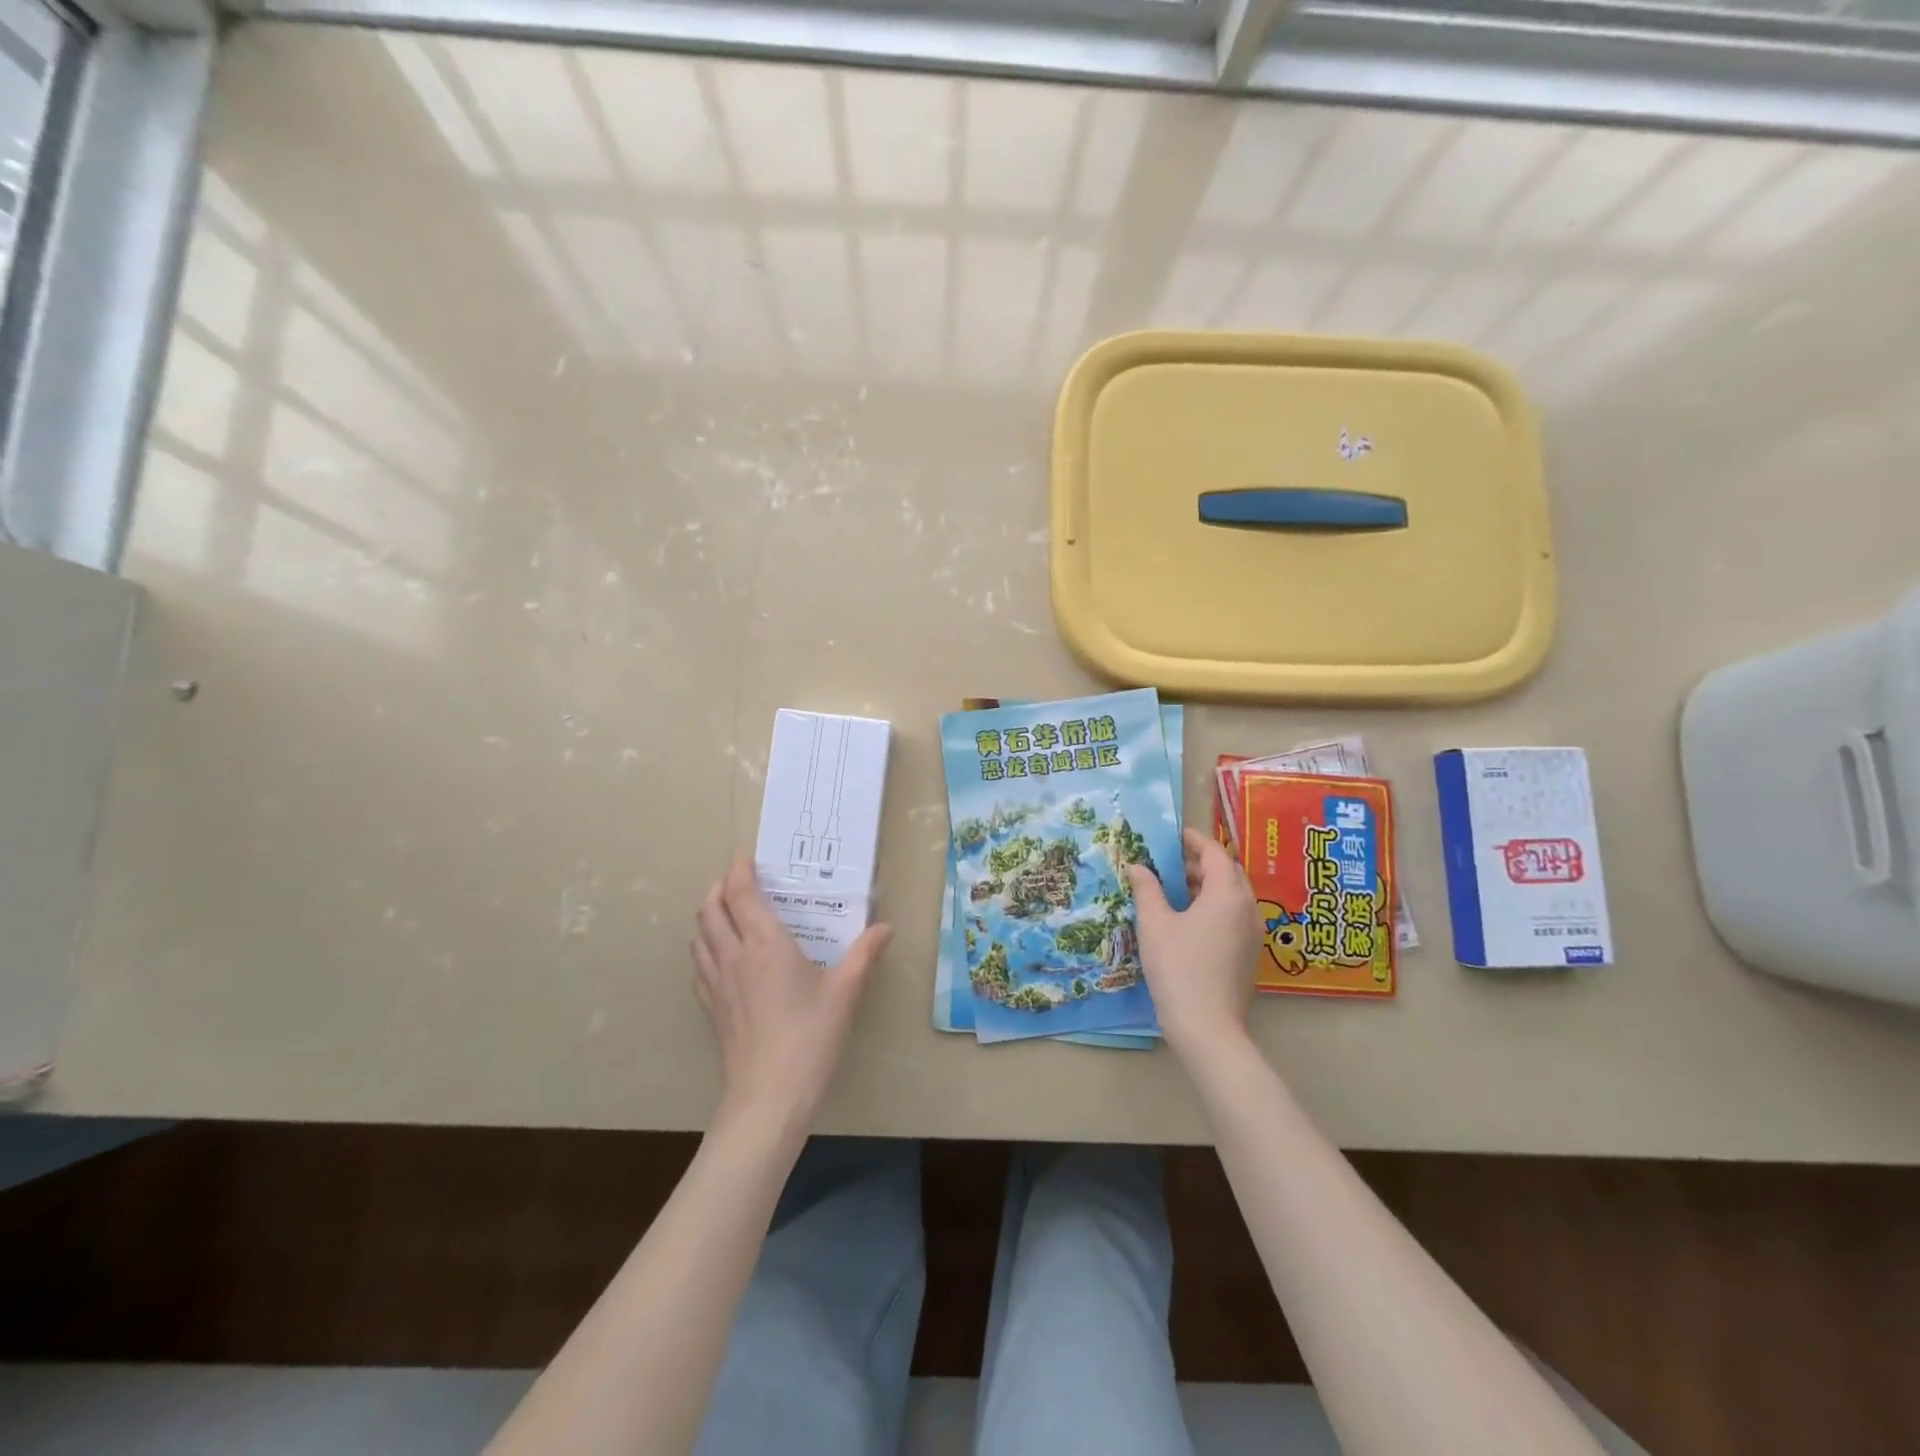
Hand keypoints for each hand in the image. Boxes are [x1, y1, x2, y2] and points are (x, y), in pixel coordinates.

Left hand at [691, 855, 889, 1135]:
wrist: (768, 1097)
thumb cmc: (810, 1037)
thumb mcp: (845, 992)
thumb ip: (864, 954)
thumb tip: (885, 928)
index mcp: (765, 944)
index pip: (740, 894)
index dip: (739, 870)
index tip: (747, 857)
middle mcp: (733, 956)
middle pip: (710, 910)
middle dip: (719, 888)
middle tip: (737, 881)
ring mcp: (716, 984)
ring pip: (698, 936)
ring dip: (708, 916)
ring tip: (727, 912)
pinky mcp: (711, 1009)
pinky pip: (699, 965)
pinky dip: (705, 948)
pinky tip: (722, 958)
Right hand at [1127, 829, 1258, 1061]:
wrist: (1207, 1027)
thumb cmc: (1178, 967)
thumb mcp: (1154, 924)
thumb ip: (1147, 889)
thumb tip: (1137, 866)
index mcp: (1227, 894)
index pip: (1215, 853)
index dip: (1195, 841)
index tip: (1174, 836)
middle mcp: (1247, 908)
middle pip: (1229, 872)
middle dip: (1202, 863)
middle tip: (1172, 863)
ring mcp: (1252, 933)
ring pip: (1234, 896)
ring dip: (1209, 885)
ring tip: (1177, 889)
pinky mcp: (1249, 954)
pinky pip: (1235, 916)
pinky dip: (1215, 906)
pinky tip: (1189, 920)